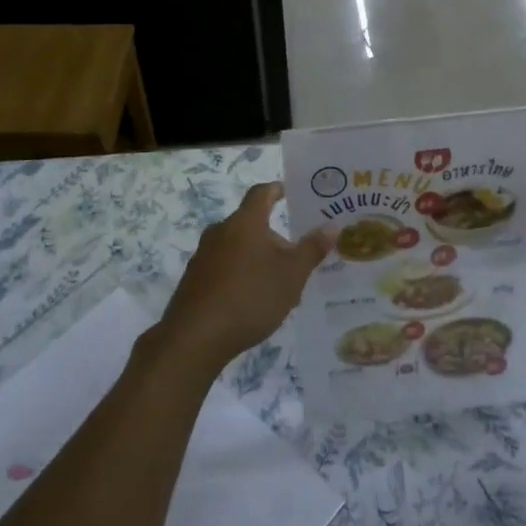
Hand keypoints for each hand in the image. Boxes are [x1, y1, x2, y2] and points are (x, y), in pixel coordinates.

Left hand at [153, 183, 334, 378]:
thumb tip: (331, 226)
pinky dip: (242, 275)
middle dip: (274, 237)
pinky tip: (254, 302)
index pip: (261, 193)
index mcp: (245, 222)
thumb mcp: (291, 275)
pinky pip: (224, 268)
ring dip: (258, 259)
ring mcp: (204, 255)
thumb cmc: (250, 296)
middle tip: (297, 257)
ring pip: (238, 248)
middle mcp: (220, 231)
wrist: (196, 336)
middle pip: (251, 224)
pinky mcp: (195, 279)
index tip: (290, 192)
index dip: (277, 190)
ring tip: (280, 284)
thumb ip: (312, 249)